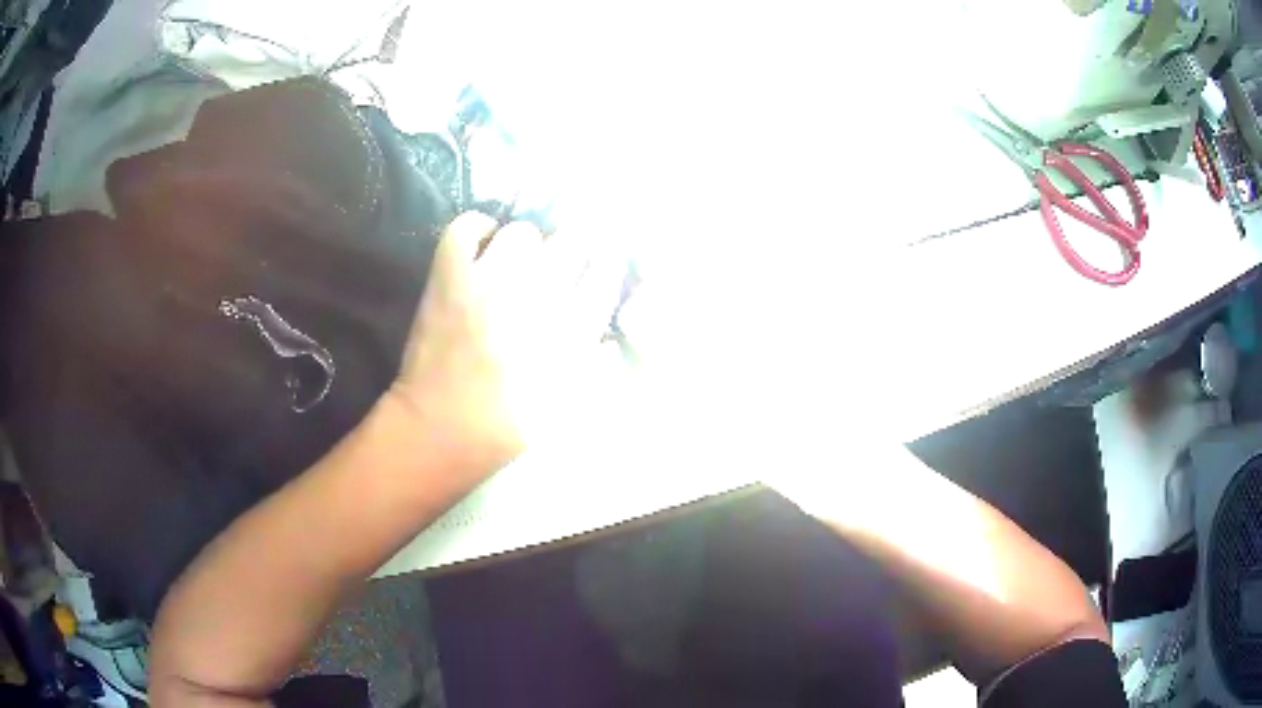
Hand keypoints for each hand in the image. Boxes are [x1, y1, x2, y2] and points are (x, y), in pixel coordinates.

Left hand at [391, 212, 621, 481]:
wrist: (442, 429)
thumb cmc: (511, 427)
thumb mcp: (575, 407)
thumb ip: (600, 367)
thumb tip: (607, 336)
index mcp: (574, 327)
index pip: (604, 270)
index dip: (603, 266)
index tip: (597, 269)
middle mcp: (539, 293)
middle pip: (570, 240)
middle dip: (571, 251)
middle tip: (558, 266)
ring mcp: (490, 280)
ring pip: (521, 233)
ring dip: (524, 248)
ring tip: (515, 265)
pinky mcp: (450, 276)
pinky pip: (466, 227)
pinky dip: (476, 230)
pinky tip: (482, 247)